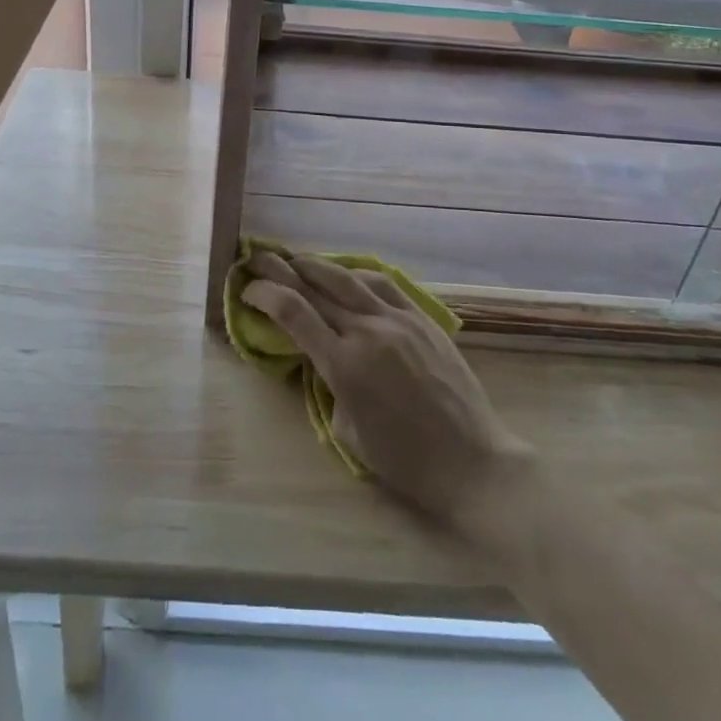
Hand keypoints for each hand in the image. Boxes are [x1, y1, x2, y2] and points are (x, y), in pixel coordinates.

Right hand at [242, 248, 532, 528]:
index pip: (293, 312)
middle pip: (315, 286)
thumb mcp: (348, 432)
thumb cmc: (406, 462)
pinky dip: (357, 275)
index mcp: (344, 365)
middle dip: (280, 269)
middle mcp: (367, 331)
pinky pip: (382, 285)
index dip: (264, 294)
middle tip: (257, 258)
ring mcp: (398, 320)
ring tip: (295, 259)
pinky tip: (346, 275)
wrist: (473, 462)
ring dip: (316, 265)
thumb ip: (328, 386)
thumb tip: (319, 357)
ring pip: (347, 278)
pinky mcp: (421, 318)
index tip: (247, 290)